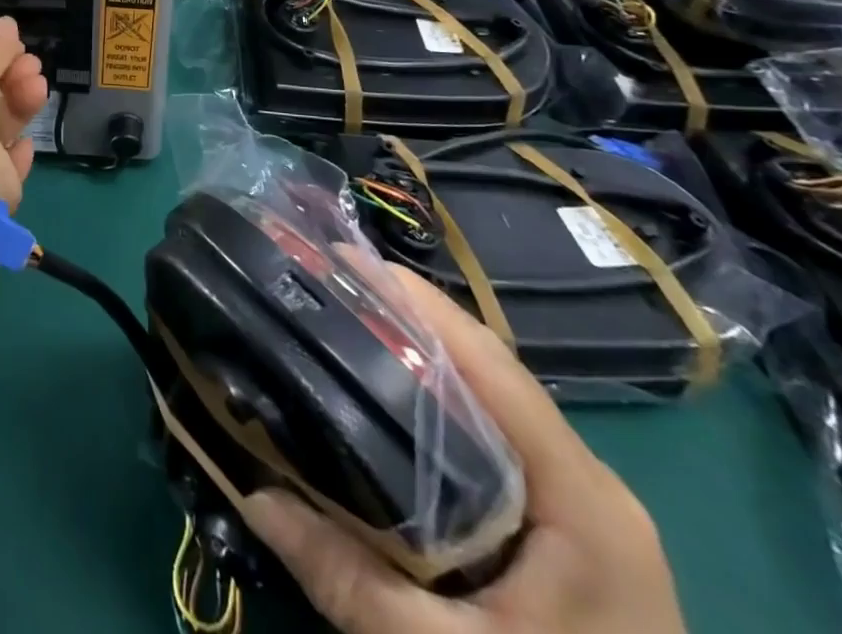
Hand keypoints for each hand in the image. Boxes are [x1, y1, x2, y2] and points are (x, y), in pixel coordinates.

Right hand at [241, 268, 686, 633]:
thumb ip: (350, 581)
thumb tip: (251, 492)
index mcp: (582, 500)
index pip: (493, 365)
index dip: (418, 304)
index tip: (343, 259)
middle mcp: (589, 487)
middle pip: (489, 373)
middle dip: (408, 319)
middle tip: (326, 286)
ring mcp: (584, 512)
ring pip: (491, 406)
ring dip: (422, 361)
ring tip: (344, 324)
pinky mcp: (569, 538)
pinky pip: (495, 445)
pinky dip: (439, 410)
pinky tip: (387, 408)